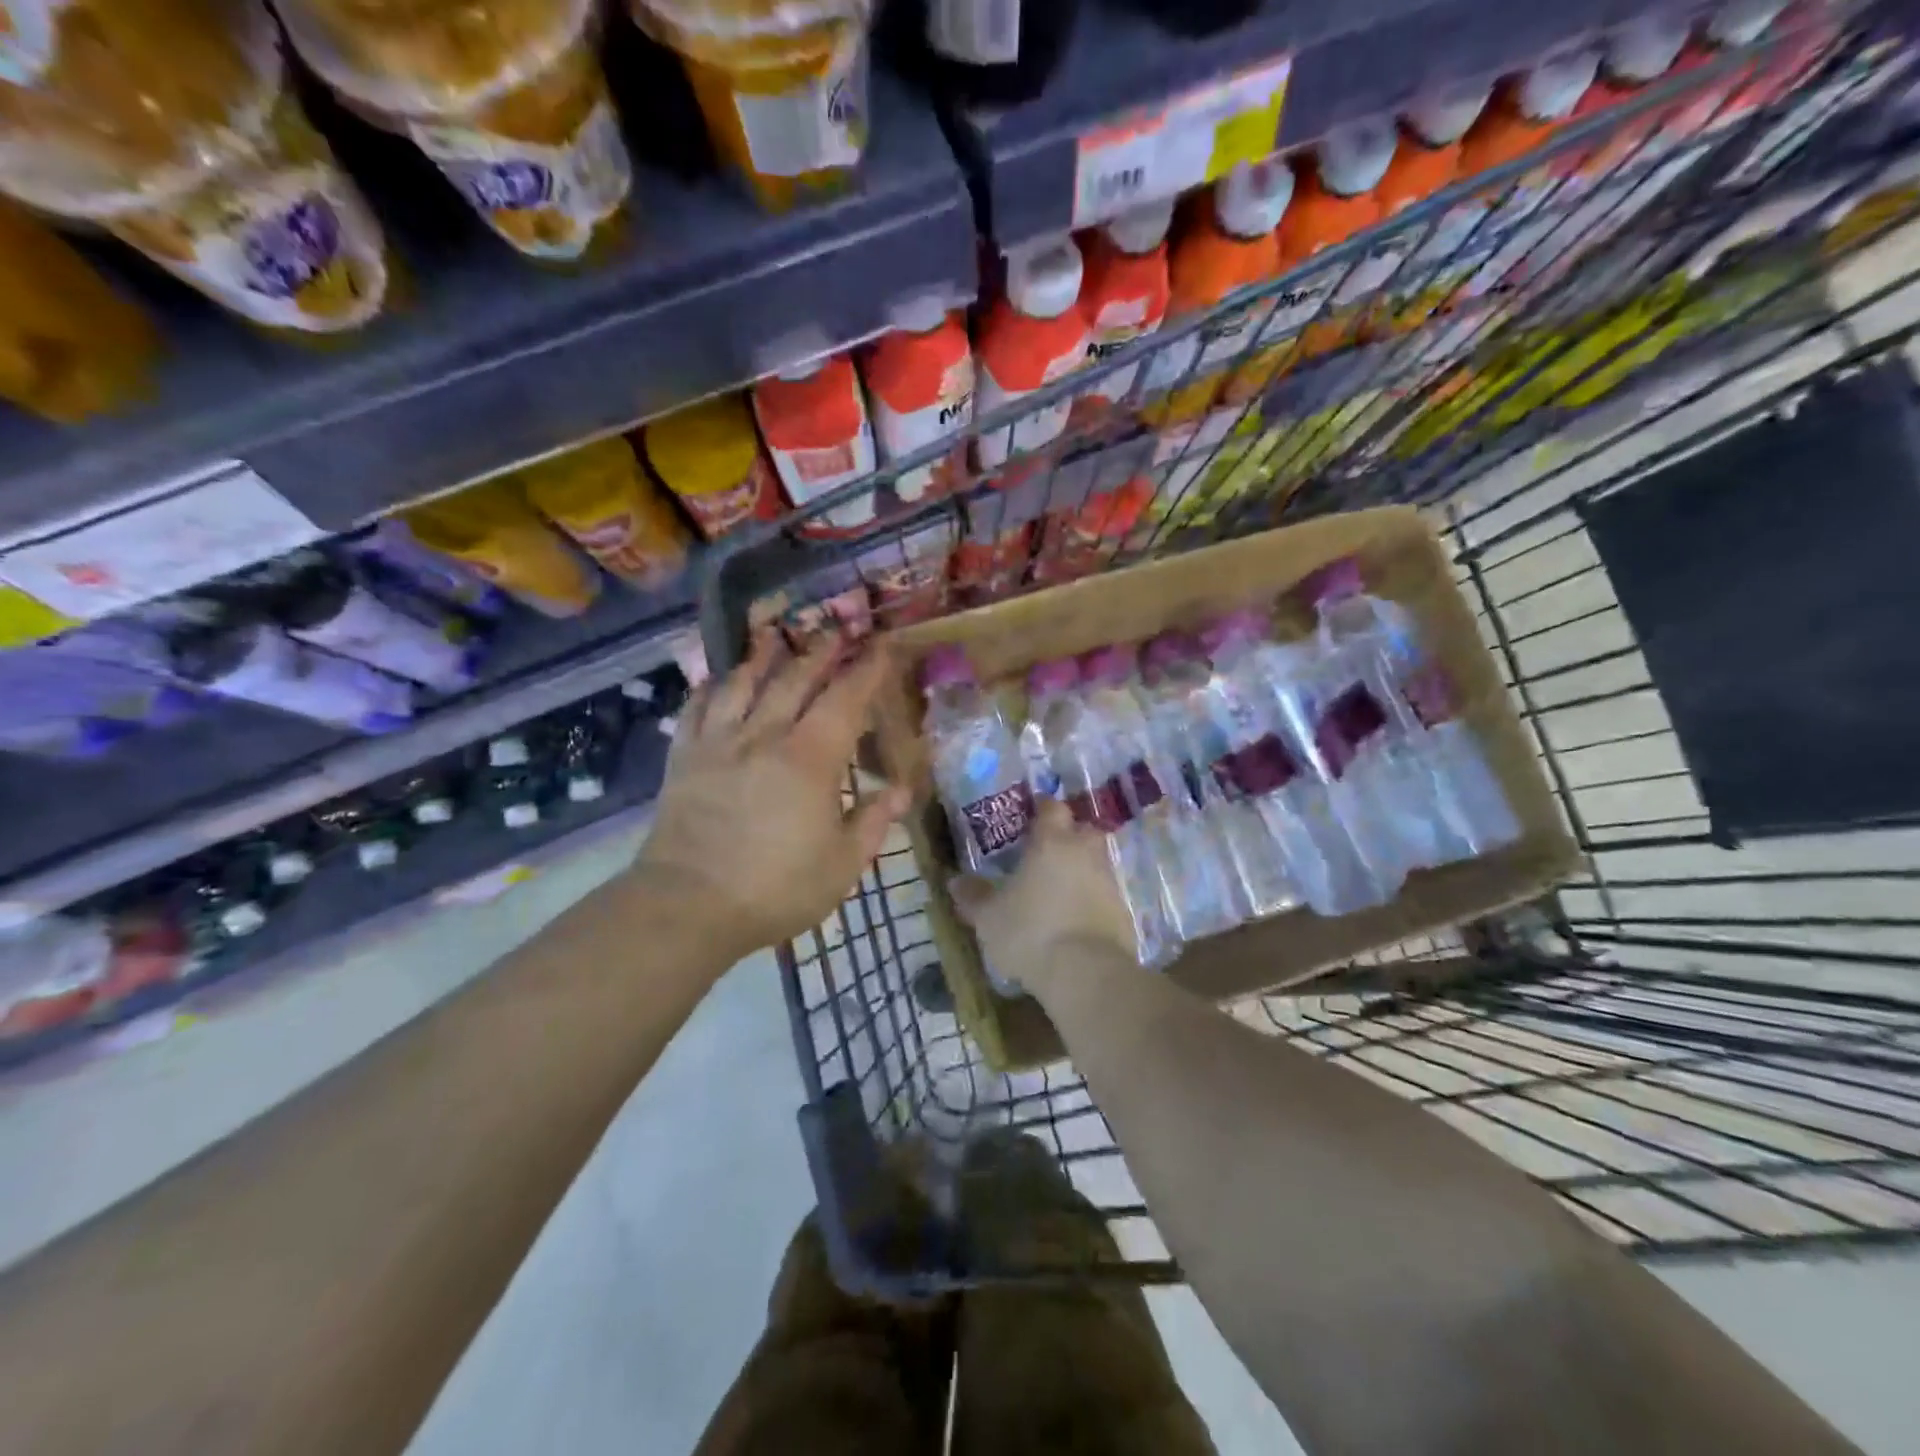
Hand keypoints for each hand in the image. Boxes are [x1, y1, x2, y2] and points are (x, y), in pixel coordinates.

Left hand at [634, 632, 909, 967]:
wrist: (688, 906)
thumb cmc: (776, 888)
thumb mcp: (842, 865)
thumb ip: (874, 822)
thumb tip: (902, 791)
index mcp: (810, 759)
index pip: (845, 699)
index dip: (865, 669)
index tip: (880, 645)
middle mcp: (764, 736)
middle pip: (795, 679)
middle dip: (820, 650)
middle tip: (836, 627)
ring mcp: (719, 743)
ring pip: (743, 684)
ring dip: (763, 656)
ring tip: (775, 635)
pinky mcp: (684, 758)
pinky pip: (695, 709)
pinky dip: (708, 689)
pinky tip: (716, 681)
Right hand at [950, 800, 1136, 996]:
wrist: (1086, 973)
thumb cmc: (1030, 932)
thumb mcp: (988, 918)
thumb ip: (974, 896)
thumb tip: (955, 881)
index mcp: (1051, 842)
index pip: (1051, 808)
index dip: (1042, 809)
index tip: (1031, 817)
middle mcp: (1084, 852)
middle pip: (1082, 830)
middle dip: (1068, 836)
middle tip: (1046, 851)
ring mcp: (1109, 881)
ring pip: (1096, 862)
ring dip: (1080, 869)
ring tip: (1057, 889)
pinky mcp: (1124, 911)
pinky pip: (1105, 894)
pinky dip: (1092, 899)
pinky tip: (1075, 918)